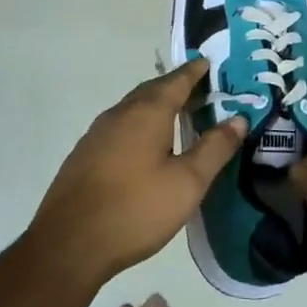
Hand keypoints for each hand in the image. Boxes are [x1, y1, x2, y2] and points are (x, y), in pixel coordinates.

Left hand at [23, 58, 247, 286]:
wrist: (69, 244)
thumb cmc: (136, 209)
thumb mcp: (187, 182)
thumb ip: (214, 148)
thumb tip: (238, 118)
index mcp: (146, 114)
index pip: (176, 82)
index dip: (194, 72)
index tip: (208, 63)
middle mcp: (118, 115)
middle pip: (151, 91)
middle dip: (175, 86)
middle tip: (199, 89)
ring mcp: (96, 135)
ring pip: (132, 109)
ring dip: (155, 105)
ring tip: (177, 115)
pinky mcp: (84, 156)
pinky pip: (118, 127)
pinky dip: (139, 124)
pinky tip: (144, 146)